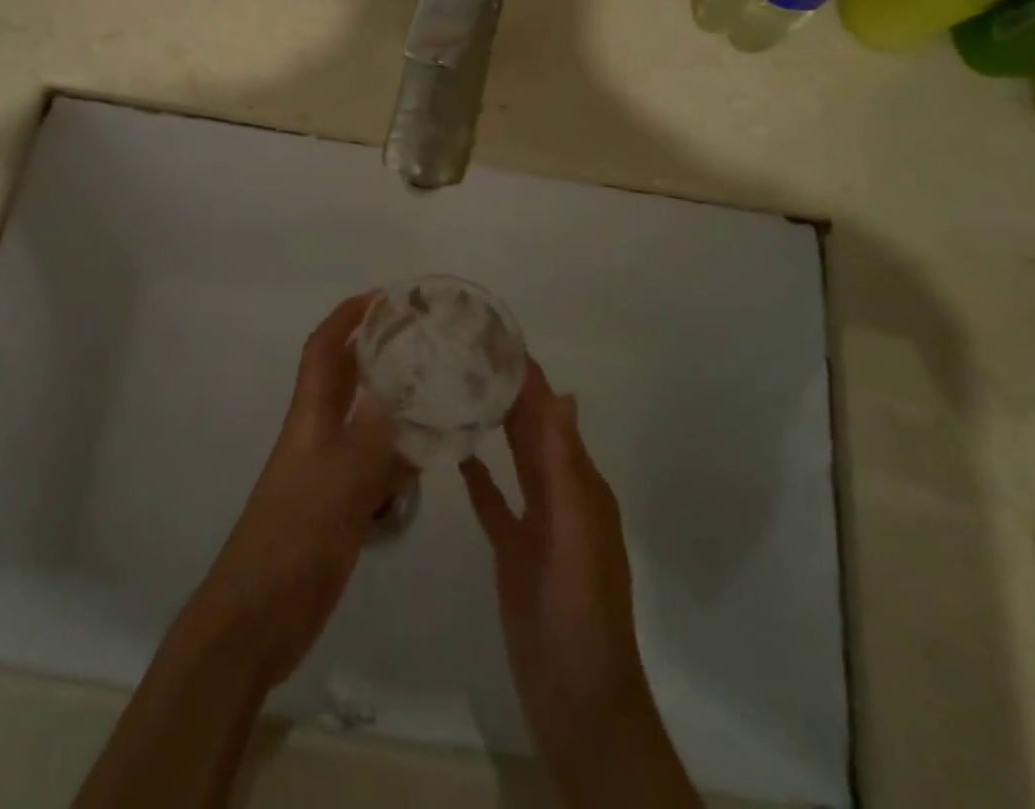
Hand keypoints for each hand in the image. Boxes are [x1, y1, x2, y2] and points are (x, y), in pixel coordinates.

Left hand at [189, 293, 412, 686]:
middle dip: (377, 349)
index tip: (383, 297)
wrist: (260, 615)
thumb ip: (373, 435)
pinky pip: (379, 464)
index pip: (324, 349)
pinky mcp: (343, 504)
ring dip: (396, 401)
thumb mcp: (340, 480)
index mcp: (311, 416)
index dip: (347, 317)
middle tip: (423, 336)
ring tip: (441, 385)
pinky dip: (404, 452)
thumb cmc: (293, 536)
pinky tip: (435, 452)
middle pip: (347, 377)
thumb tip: (401, 386)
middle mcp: (320, 433)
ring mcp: (331, 470)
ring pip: (367, 421)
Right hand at [463, 360, 701, 806]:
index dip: (528, 376)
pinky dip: (479, 474)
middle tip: (464, 350)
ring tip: (456, 386)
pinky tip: (454, 451)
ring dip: (493, 423)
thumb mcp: (576, 532)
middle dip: (506, 389)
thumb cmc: (580, 610)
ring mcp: (536, 522)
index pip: (550, 414)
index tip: (495, 335)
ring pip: (512, 458)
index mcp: (580, 482)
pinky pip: (494, 500)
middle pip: (530, 429)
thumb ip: (565, 465)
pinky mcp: (512, 549)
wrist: (576, 699)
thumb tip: (563, 393)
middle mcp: (560, 492)